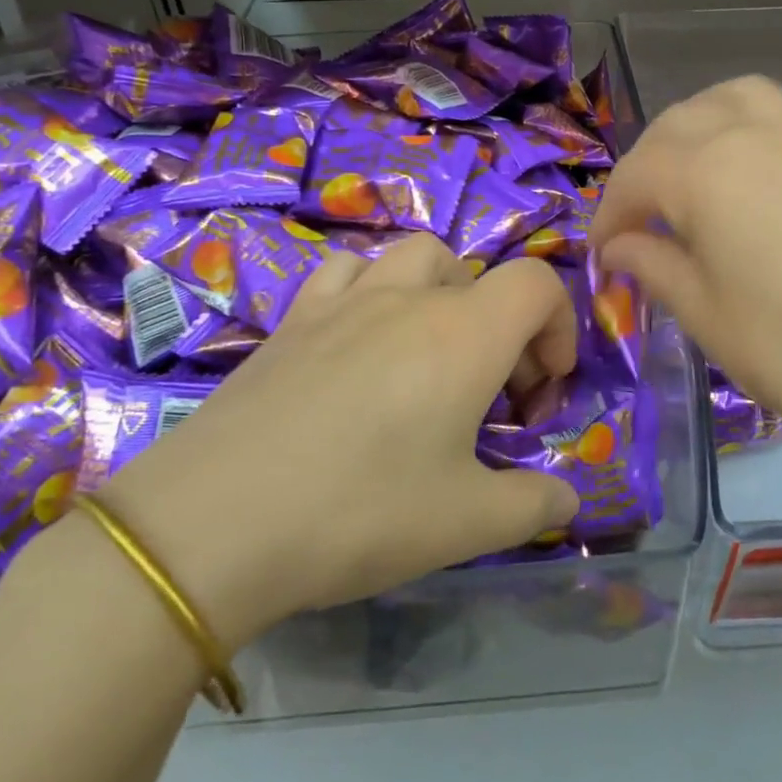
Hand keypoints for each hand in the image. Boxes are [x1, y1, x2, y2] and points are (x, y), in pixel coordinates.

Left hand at [95, 235, 582, 643]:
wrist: (213, 523)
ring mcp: (345, 300)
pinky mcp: (294, 318)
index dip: (559, 327)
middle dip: (504, 325)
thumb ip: (533, 504)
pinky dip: (372, 288)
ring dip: (442, 293)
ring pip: (414, 257)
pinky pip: (347, 272)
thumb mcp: (465, 524)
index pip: (537, 283)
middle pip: (480, 274)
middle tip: (490, 392)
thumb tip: (568, 498)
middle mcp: (409, 299)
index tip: (541, 391)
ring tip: (429, 353)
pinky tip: (359, 339)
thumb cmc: (358, 513)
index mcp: (463, 334)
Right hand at [590, 77, 781, 455]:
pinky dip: (757, 130)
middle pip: (678, 124)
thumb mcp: (699, 309)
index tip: (602, 252)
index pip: (637, 176)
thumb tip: (618, 246)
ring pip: (737, 97)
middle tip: (640, 215)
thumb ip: (649, 262)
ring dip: (701, 122)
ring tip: (692, 165)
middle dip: (646, 166)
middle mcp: (754, 134)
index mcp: (706, 171)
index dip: (610, 213)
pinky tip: (759, 175)